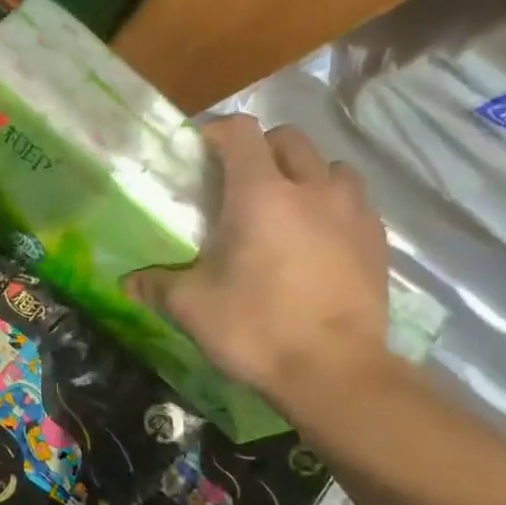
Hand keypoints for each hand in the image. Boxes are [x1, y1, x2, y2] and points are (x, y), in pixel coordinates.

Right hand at [127, 115, 390, 403]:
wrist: (336, 372)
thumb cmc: (256, 328)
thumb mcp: (191, 307)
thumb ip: (156, 284)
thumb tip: (128, 282)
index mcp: (260, 194)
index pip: (241, 132)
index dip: (217, 132)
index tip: (200, 153)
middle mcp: (311, 189)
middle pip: (289, 139)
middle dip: (261, 149)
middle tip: (238, 182)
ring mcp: (352, 213)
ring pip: (330, 166)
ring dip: (305, 173)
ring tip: (287, 205)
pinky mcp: (377, 241)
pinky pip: (355, 202)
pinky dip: (333, 205)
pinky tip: (318, 238)